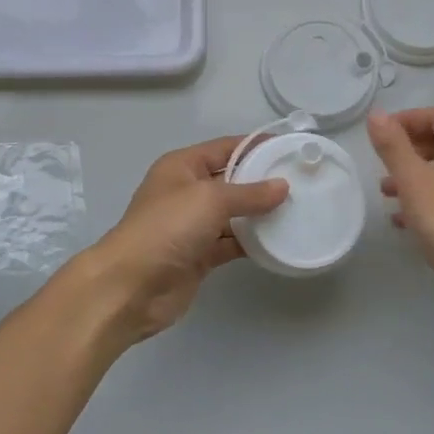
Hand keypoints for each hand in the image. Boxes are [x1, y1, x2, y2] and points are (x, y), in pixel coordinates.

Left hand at [74, 137, 288, 343]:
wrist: (131, 287)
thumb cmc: (167, 228)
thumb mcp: (210, 200)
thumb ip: (249, 193)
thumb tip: (283, 187)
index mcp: (182, 166)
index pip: (225, 147)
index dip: (256, 146)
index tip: (290, 148)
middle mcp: (187, 191)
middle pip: (231, 180)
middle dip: (262, 181)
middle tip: (302, 182)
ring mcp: (192, 225)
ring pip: (233, 214)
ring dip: (260, 214)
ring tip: (299, 209)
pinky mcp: (199, 256)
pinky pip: (231, 242)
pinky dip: (252, 241)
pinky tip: (279, 240)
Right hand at [368, 107, 433, 333]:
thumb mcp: (416, 183)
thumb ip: (394, 148)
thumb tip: (376, 115)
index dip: (407, 119)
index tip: (379, 136)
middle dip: (408, 148)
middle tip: (381, 163)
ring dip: (414, 176)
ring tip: (386, 193)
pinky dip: (425, 201)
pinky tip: (404, 222)